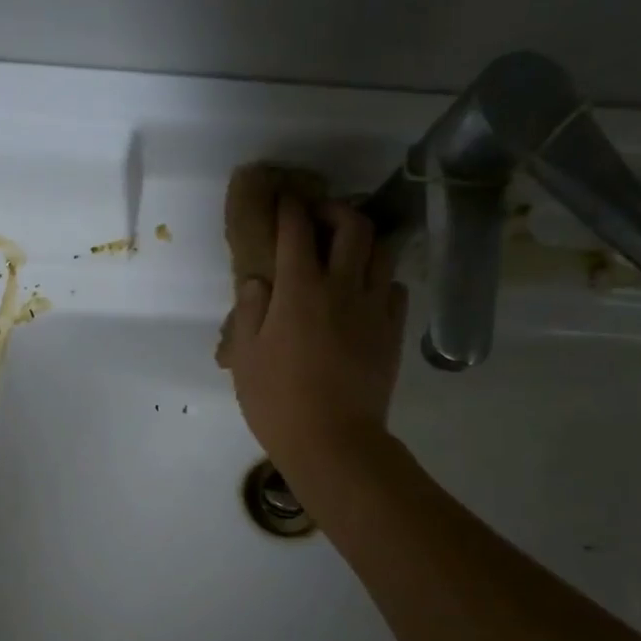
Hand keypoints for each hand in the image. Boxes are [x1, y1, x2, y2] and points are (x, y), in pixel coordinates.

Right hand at [221, 195, 408, 485]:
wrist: (333, 439)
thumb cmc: (277, 400)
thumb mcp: (245, 357)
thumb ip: (250, 311)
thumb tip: (259, 282)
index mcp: (299, 290)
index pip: (296, 231)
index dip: (289, 208)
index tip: (284, 200)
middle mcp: (341, 287)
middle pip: (352, 226)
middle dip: (334, 210)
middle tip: (318, 218)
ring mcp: (373, 308)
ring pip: (381, 251)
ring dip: (363, 240)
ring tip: (346, 249)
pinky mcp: (392, 331)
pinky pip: (394, 288)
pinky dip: (379, 279)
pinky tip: (364, 292)